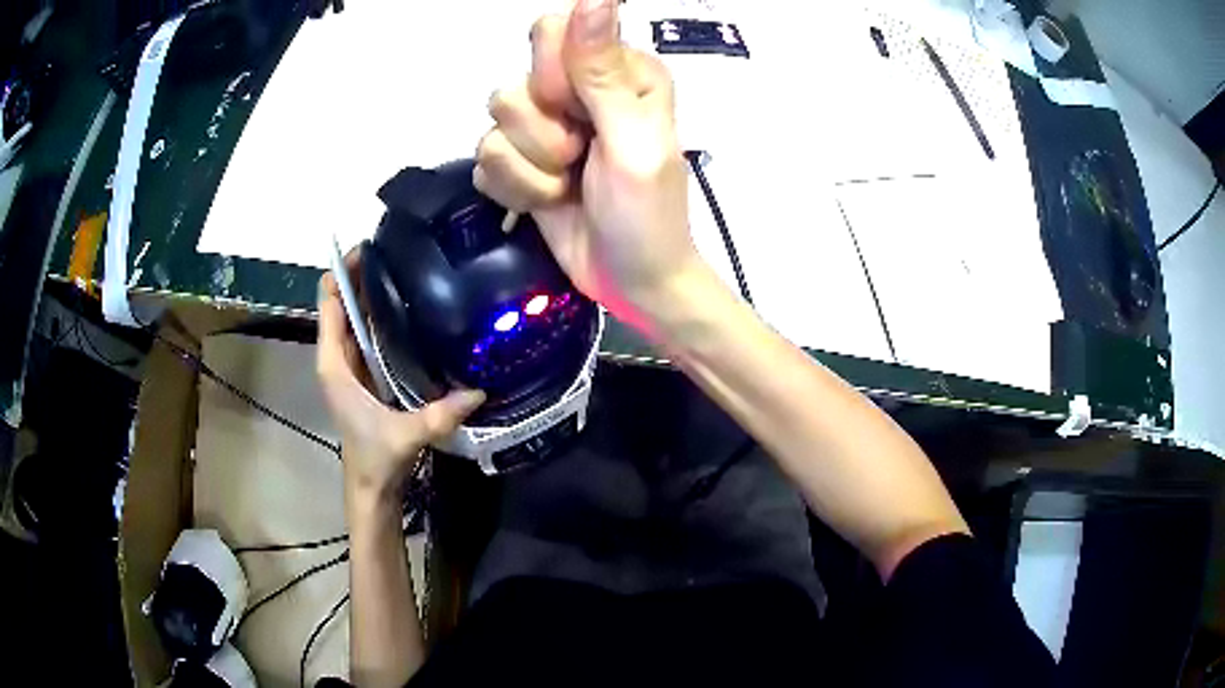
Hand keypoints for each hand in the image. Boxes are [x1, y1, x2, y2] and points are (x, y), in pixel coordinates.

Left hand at [316, 249, 484, 497]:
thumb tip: (479, 390)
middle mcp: (339, 358)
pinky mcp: (366, 374)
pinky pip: (370, 334)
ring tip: (411, 270)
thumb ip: (438, 415)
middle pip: (343, 303)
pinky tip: (414, 308)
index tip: (371, 248)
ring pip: (357, 317)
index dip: (343, 272)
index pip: (329, 303)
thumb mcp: (405, 435)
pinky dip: (384, 316)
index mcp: (335, 364)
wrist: (371, 487)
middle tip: (402, 251)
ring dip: (375, 293)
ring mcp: (352, 365)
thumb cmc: (375, 459)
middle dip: (364, 275)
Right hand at [475, 0, 703, 331]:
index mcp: (617, 71)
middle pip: (517, 80)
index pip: (551, 32)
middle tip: (578, 156)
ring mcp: (545, 128)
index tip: (578, 113)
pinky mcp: (521, 164)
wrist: (632, 282)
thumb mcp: (633, 141)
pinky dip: (514, 188)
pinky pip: (484, 159)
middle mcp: (578, 90)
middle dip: (541, 130)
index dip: (553, 75)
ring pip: (494, 122)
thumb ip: (604, 71)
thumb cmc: (647, 216)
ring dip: (530, 167)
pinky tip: (545, 202)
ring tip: (566, 186)